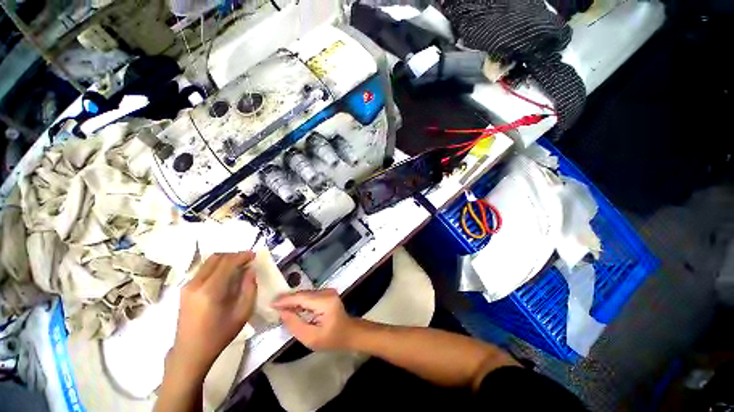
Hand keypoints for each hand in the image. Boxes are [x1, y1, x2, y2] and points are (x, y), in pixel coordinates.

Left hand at [168, 252, 257, 377]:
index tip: (254, 255)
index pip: (227, 263)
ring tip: (238, 265)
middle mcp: (195, 284)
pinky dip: (217, 266)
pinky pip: (203, 269)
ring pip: (208, 262)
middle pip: (216, 258)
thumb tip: (251, 270)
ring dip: (225, 259)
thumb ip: (249, 288)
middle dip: (234, 255)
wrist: (190, 352)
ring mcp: (187, 286)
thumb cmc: (219, 335)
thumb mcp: (242, 313)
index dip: (242, 256)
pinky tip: (226, 274)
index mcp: (210, 291)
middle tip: (247, 259)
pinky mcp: (184, 289)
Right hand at [271, 289, 355, 350]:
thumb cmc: (332, 339)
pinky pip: (310, 296)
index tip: (271, 304)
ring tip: (279, 307)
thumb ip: (295, 324)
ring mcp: (328, 291)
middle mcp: (327, 292)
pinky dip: (300, 301)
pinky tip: (292, 307)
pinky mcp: (327, 293)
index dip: (286, 300)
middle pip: (303, 294)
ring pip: (305, 294)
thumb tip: (282, 312)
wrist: (349, 333)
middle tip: (273, 306)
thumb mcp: (311, 338)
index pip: (302, 298)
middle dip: (288, 300)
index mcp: (325, 302)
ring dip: (293, 300)